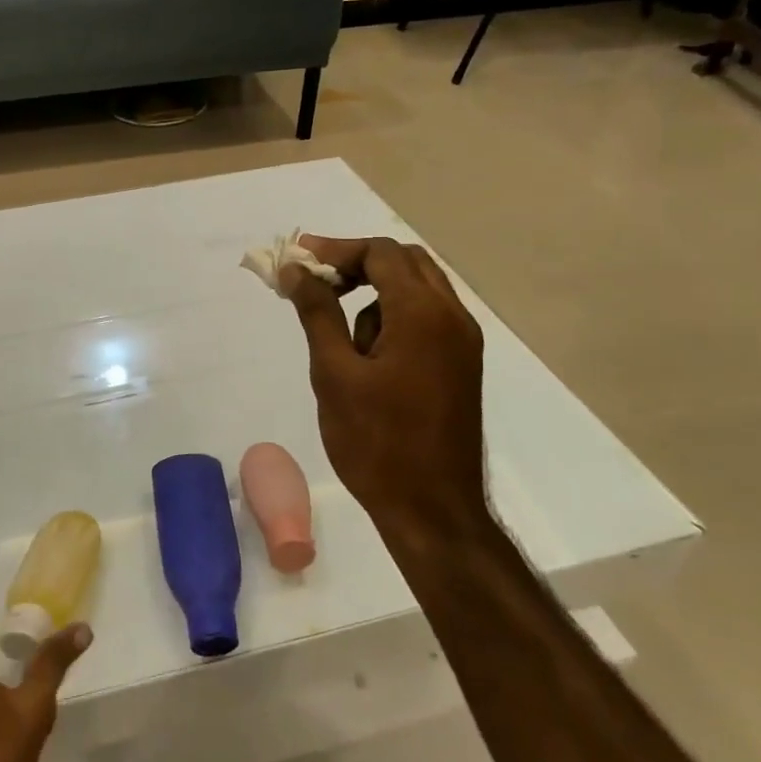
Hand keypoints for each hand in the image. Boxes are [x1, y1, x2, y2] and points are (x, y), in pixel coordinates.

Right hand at [280, 236, 490, 548]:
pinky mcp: (462, 365)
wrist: (433, 511)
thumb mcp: (334, 373)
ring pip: (417, 290)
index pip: (380, 253)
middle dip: (358, 265)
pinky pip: (427, 320)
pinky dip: (394, 319)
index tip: (298, 262)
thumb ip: (317, 313)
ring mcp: (463, 342)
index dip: (336, 250)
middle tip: (317, 285)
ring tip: (341, 343)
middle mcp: (453, 317)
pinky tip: (369, 360)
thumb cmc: (377, 443)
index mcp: (423, 314)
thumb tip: (297, 270)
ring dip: (376, 296)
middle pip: (405, 262)